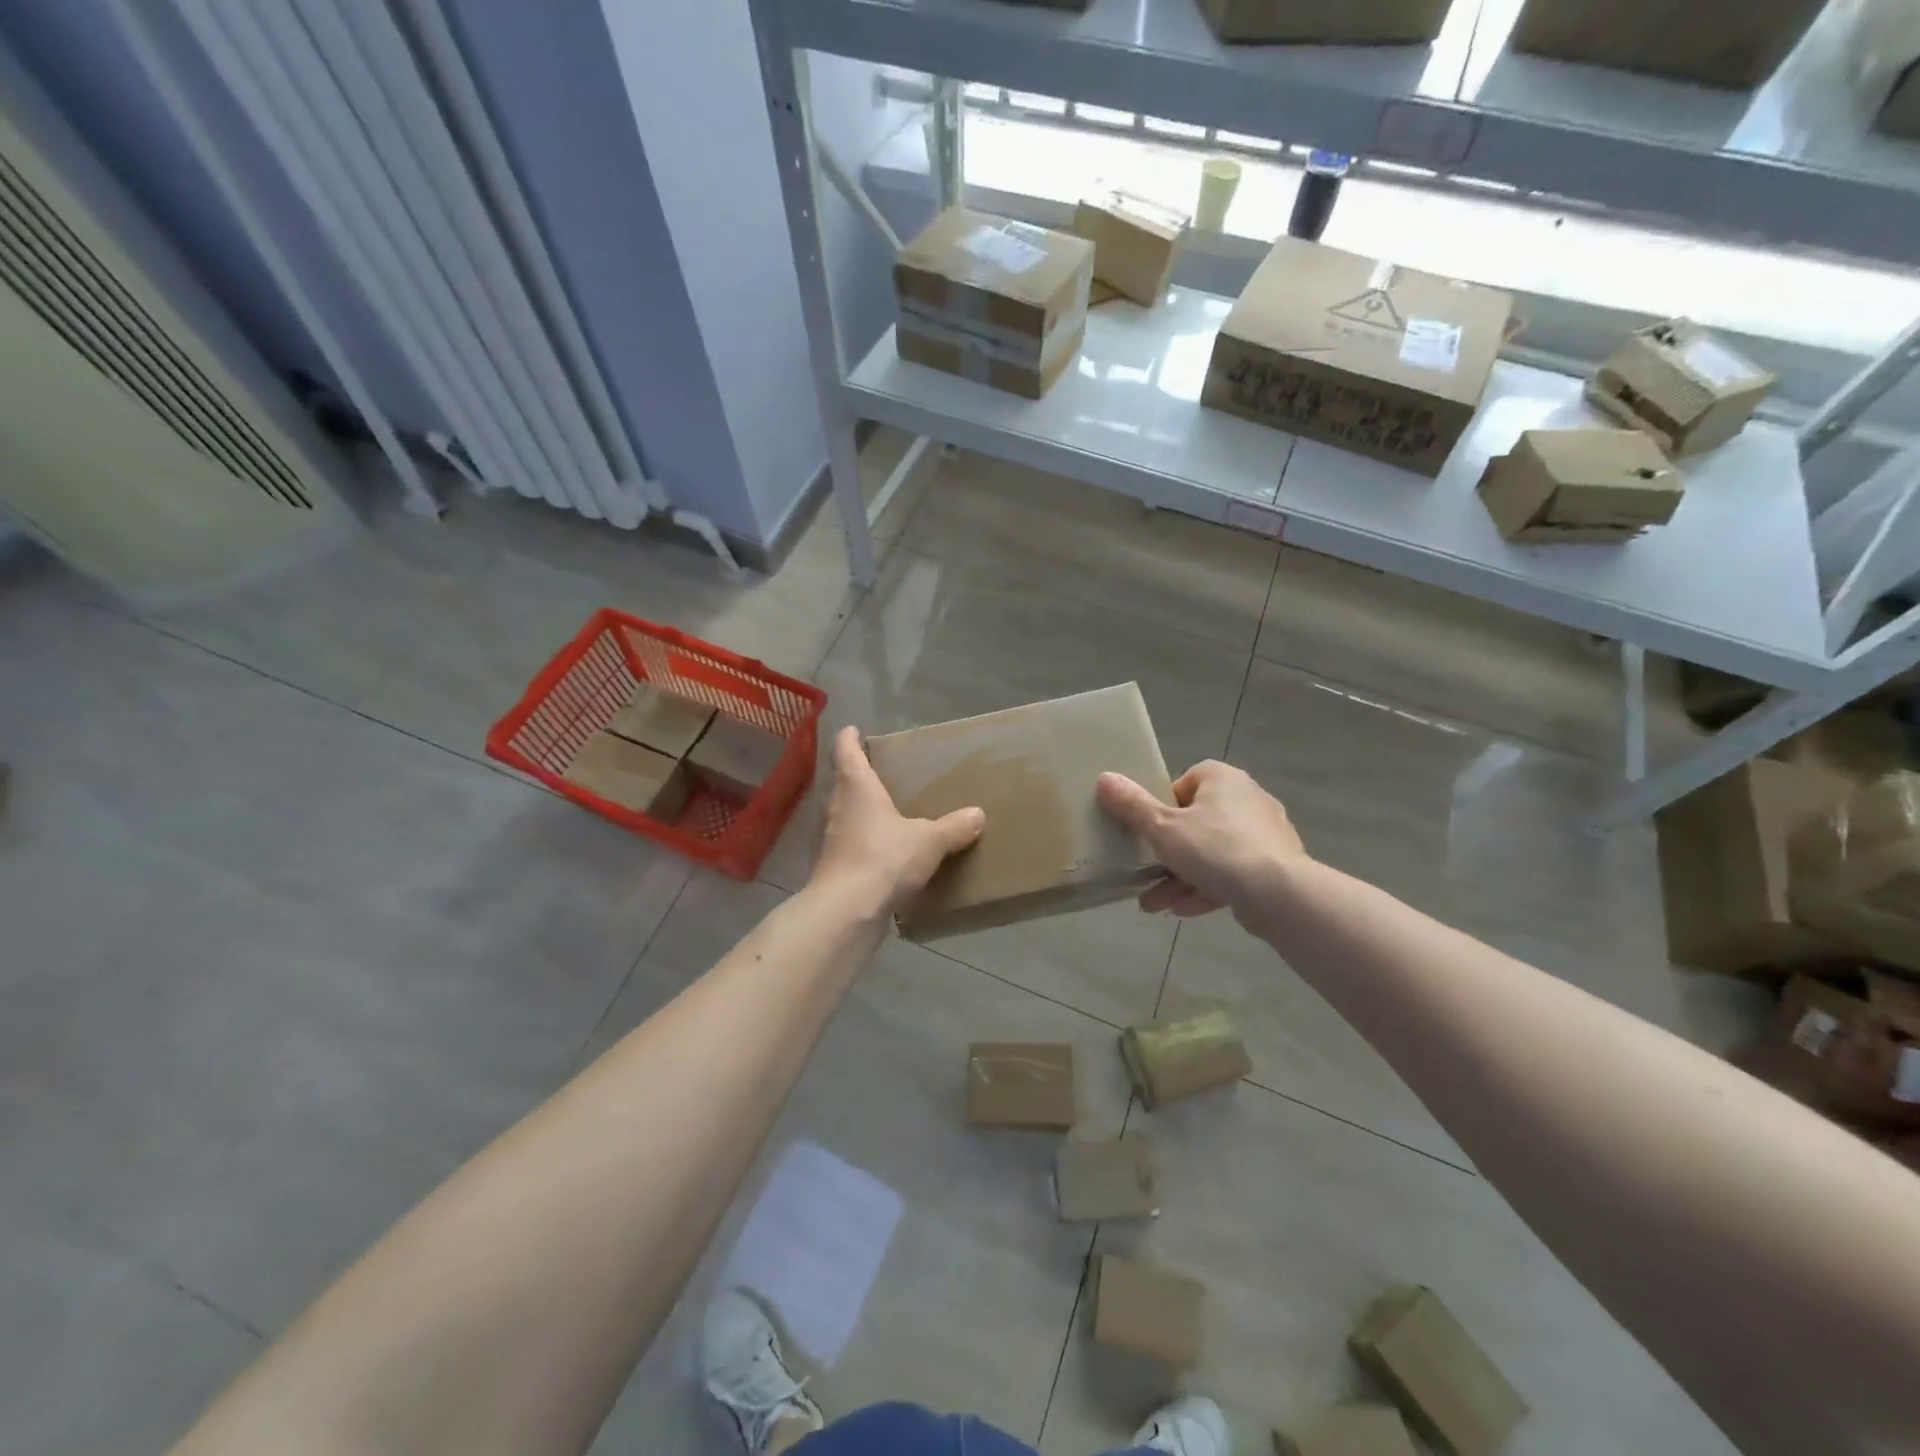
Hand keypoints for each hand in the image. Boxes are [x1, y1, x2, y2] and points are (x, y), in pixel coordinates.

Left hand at [811, 726, 985, 915]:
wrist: (846, 912)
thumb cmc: (883, 859)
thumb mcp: (928, 842)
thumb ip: (952, 828)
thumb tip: (977, 815)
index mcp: (856, 788)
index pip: (845, 751)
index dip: (849, 738)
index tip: (853, 730)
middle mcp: (838, 807)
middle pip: (844, 783)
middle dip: (861, 777)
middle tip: (884, 773)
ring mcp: (832, 839)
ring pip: (847, 815)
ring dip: (863, 812)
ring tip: (890, 813)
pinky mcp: (834, 868)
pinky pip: (852, 845)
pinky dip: (866, 843)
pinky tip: (886, 853)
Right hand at [1096, 760, 1305, 918]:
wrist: (1279, 894)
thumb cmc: (1215, 849)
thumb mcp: (1162, 827)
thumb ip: (1131, 805)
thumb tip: (1104, 777)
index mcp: (1222, 779)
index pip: (1185, 783)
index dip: (1162, 807)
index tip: (1149, 831)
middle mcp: (1247, 799)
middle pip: (1195, 822)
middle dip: (1167, 854)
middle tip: (1144, 873)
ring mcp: (1264, 834)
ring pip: (1212, 853)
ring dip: (1181, 877)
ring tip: (1153, 904)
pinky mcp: (1274, 866)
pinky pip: (1232, 873)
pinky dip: (1206, 888)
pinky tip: (1182, 910)